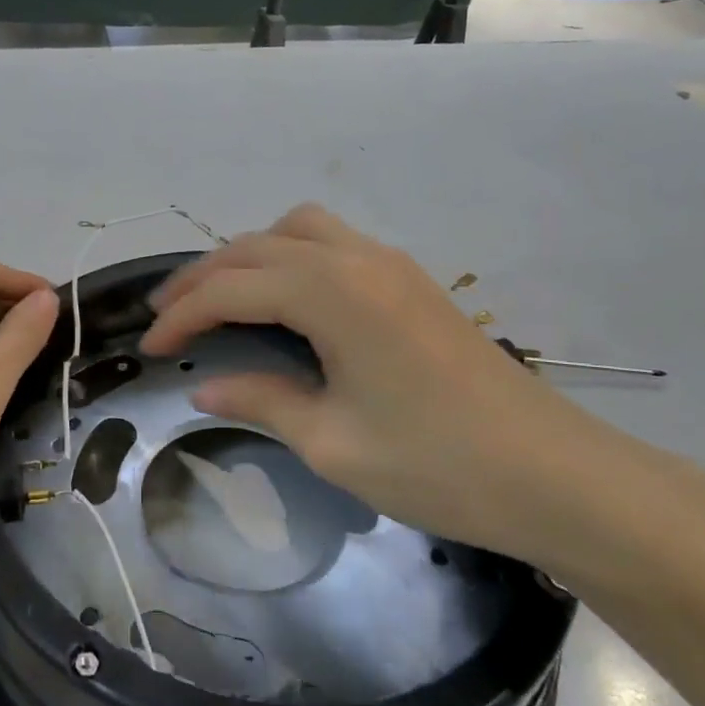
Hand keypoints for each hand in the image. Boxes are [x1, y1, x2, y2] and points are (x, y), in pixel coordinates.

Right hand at [140, 204, 693, 575]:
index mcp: (330, 292)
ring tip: (220, 298)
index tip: (148, 348)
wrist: (556, 475)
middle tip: (166, 318)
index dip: (181, 316)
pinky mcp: (409, 280)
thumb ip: (260, 400)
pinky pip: (330, 243)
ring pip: (295, 230)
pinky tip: (283, 300)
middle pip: (254, 248)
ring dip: (247, 257)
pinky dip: (288, 258)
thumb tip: (203, 386)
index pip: (230, 289)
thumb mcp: (331, 441)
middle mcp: (355, 258)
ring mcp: (388, 263)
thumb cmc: (437, 464)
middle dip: (202, 279)